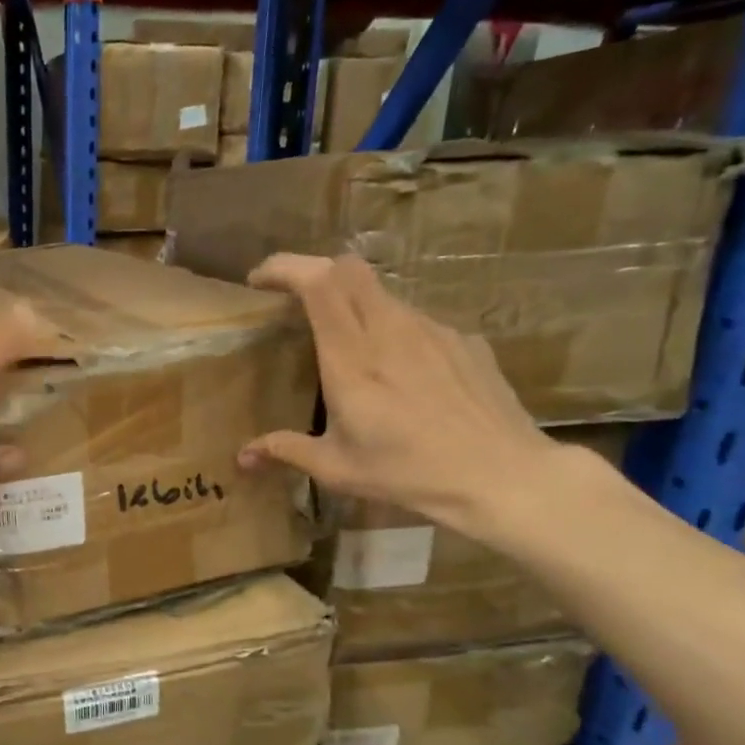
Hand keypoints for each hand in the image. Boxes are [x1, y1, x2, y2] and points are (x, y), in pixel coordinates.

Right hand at [238, 253, 561, 535]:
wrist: (501, 476)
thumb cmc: (408, 473)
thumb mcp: (338, 468)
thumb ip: (286, 451)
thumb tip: (243, 457)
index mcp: (352, 358)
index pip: (318, 283)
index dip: (285, 267)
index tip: (259, 280)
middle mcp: (391, 330)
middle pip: (349, 269)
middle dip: (314, 270)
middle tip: (293, 298)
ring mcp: (432, 331)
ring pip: (382, 292)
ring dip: (352, 301)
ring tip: (343, 341)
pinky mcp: (463, 341)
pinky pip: (415, 320)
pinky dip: (391, 329)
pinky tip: (397, 370)